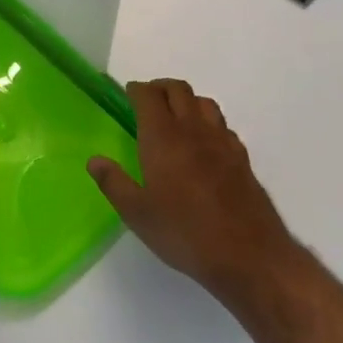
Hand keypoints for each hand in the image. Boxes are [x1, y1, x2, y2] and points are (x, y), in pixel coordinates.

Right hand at [87, 79, 297, 305]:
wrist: (248, 254)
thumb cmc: (185, 233)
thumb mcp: (138, 214)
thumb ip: (114, 183)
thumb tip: (94, 160)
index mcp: (163, 137)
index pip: (149, 96)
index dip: (137, 90)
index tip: (128, 94)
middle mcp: (193, 130)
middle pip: (178, 90)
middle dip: (161, 88)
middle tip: (148, 100)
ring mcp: (222, 141)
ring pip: (204, 102)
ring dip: (187, 100)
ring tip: (176, 116)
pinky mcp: (241, 158)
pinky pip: (223, 126)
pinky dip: (209, 123)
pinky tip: (205, 144)